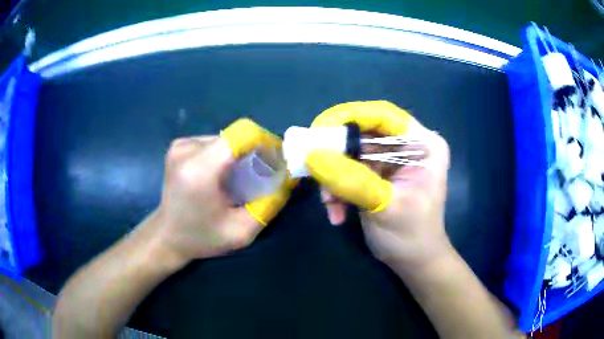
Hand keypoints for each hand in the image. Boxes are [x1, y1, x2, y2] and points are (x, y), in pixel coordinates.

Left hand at [153, 119, 295, 265]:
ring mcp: (181, 145)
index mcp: (200, 169)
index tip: (276, 160)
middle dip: (255, 151)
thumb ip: (270, 203)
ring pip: (226, 138)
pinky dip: (225, 155)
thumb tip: (290, 176)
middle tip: (261, 176)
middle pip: (236, 136)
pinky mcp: (179, 146)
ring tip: (240, 179)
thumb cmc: (202, 238)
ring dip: (239, 154)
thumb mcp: (242, 231)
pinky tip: (222, 176)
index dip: (265, 142)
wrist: (166, 236)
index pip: (242, 134)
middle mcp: (188, 149)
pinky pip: (214, 142)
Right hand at [305, 101, 451, 268]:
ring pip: (350, 153)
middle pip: (363, 133)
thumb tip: (312, 155)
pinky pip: (347, 171)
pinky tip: (337, 213)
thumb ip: (352, 180)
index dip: (351, 116)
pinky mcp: (375, 175)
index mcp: (423, 144)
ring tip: (328, 203)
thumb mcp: (385, 206)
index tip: (318, 129)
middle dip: (336, 154)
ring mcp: (389, 160)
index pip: (384, 116)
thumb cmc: (411, 235)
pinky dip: (337, 190)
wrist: (413, 261)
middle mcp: (407, 145)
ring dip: (334, 177)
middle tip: (313, 167)